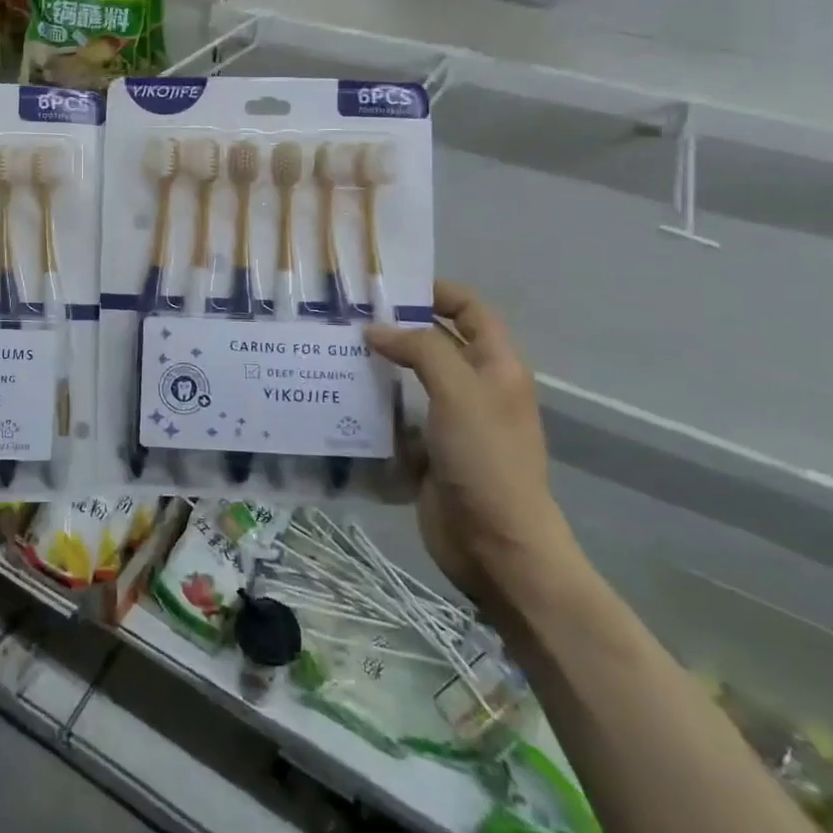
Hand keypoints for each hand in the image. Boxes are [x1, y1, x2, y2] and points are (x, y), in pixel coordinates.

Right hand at [364, 281, 575, 610]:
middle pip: (437, 341)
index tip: (388, 286)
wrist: (496, 546)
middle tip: (348, 316)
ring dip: (380, 364)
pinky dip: (374, 403)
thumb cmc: (486, 461)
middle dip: (398, 326)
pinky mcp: (429, 450)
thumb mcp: (459, 393)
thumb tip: (375, 329)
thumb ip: (421, 350)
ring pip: (412, 378)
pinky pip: (398, 415)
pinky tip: (340, 396)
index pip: (470, 310)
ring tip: (335, 350)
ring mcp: (452, 421)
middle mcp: (476, 387)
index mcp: (497, 366)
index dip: (436, 291)